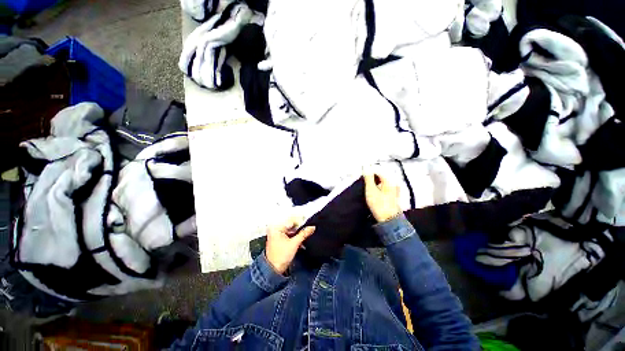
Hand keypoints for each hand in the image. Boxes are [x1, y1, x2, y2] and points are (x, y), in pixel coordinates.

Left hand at [265, 217, 314, 274]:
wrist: (273, 271)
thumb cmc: (281, 257)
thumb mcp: (294, 243)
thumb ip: (304, 234)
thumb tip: (312, 227)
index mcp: (277, 228)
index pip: (292, 221)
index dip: (301, 223)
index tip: (309, 226)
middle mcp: (276, 230)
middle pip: (291, 226)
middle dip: (300, 230)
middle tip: (308, 232)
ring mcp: (277, 236)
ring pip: (291, 231)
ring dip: (298, 235)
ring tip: (304, 239)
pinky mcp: (279, 241)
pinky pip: (289, 236)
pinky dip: (295, 239)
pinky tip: (301, 243)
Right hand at [364, 172, 401, 222]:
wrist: (389, 220)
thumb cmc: (379, 204)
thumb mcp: (371, 190)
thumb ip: (368, 177)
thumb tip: (365, 166)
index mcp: (389, 180)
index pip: (377, 170)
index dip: (368, 172)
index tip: (362, 177)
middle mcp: (394, 182)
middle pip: (380, 175)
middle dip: (372, 177)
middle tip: (364, 182)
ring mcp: (395, 189)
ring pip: (382, 181)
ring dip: (374, 182)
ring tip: (368, 188)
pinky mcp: (393, 195)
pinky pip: (384, 186)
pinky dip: (378, 187)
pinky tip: (374, 192)